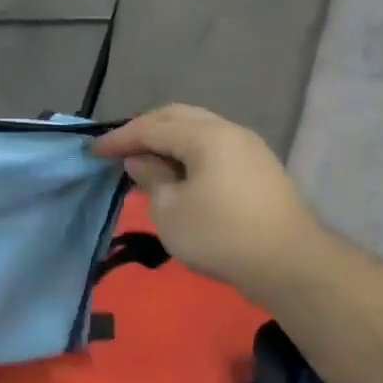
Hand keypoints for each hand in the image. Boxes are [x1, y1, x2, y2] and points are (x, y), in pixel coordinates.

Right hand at [93, 104, 322, 293]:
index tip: (92, 152)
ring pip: (197, 131)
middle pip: (177, 117)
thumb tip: (142, 161)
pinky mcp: (258, 169)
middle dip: (143, 130)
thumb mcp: (169, 210)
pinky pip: (212, 148)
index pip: (151, 127)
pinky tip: (174, 175)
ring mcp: (248, 149)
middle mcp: (229, 131)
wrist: (290, 265)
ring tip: (143, 162)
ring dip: (166, 141)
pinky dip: (186, 153)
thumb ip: (151, 178)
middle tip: (117, 149)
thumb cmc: (220, 235)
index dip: (118, 138)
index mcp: (205, 136)